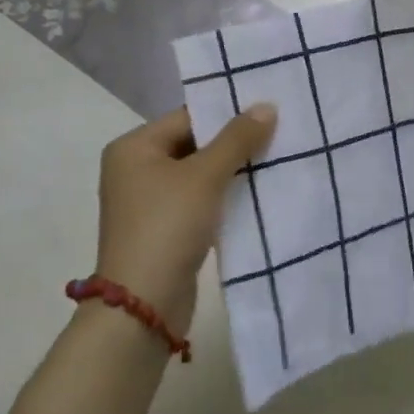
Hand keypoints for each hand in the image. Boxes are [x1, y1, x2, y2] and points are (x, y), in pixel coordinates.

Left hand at [94, 103, 276, 336]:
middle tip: (278, 134)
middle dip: (233, 143)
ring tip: (274, 160)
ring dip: (232, 171)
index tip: (268, 112)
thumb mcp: (205, 176)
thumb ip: (237, 139)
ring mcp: (148, 201)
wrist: (143, 307)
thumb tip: (267, 106)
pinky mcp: (163, 229)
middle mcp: (135, 169)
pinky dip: (223, 196)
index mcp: (134, 147)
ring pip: (199, 173)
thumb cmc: (168, 227)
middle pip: (193, 143)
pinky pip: (198, 200)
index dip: (228, 114)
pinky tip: (256, 194)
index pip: (188, 117)